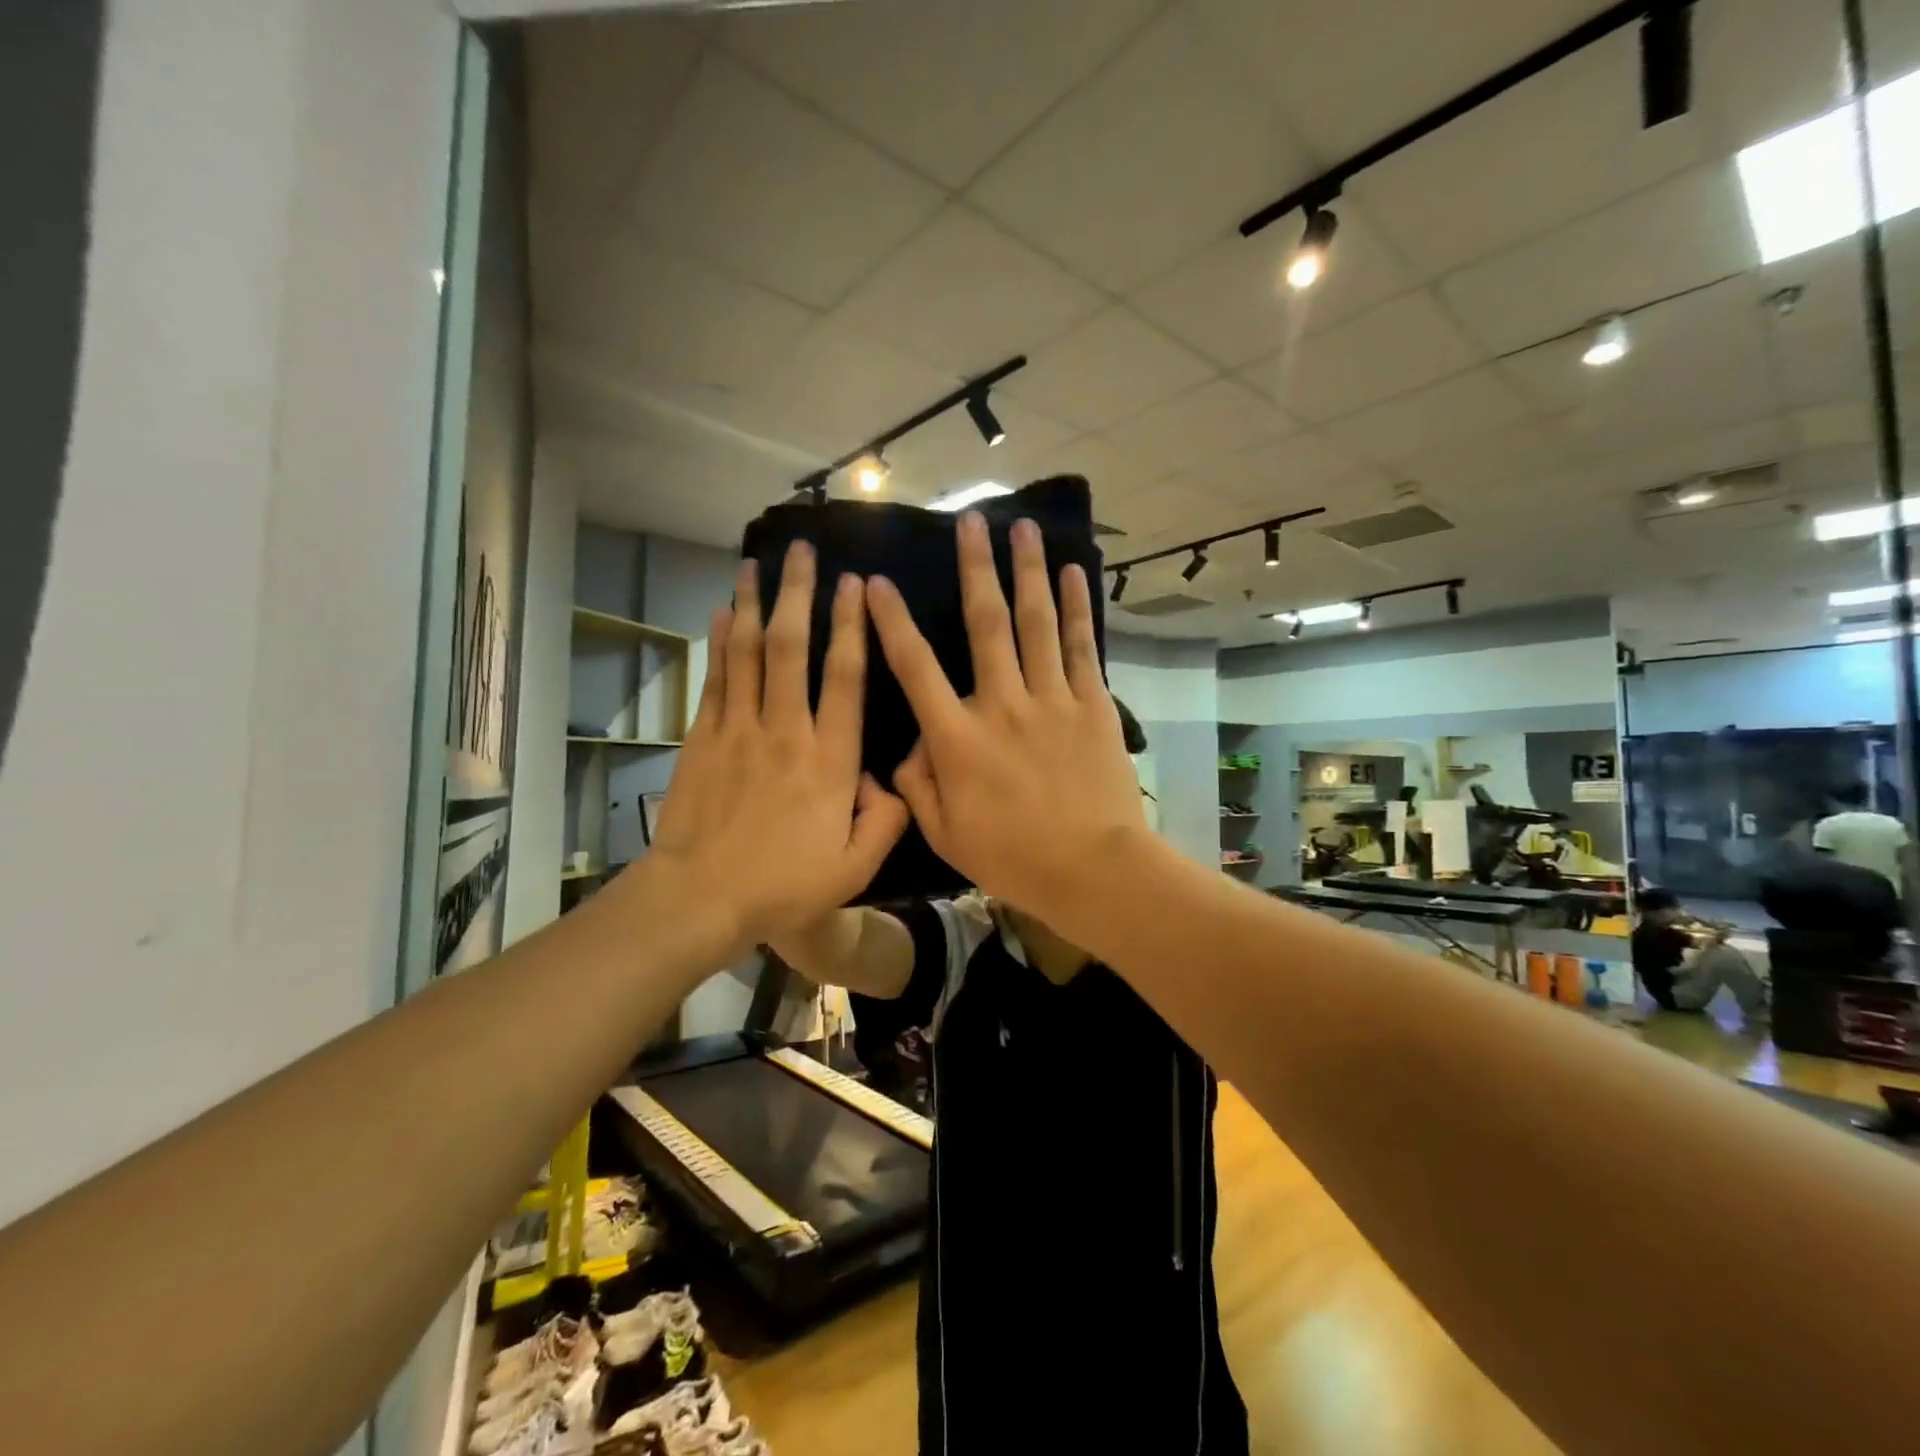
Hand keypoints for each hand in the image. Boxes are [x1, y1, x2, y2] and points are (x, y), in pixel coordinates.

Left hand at [646, 544, 908, 949]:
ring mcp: (739, 729)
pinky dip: (719, 643)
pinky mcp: (703, 738)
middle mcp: (786, 730)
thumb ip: (886, 820)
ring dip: (753, 604)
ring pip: (748, 653)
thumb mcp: (854, 868)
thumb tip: (895, 781)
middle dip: (798, 594)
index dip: (852, 627)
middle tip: (801, 550)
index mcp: (829, 759)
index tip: (854, 586)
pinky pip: (715, 679)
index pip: (845, 678)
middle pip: (792, 647)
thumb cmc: (782, 886)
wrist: (700, 897)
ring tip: (756, 564)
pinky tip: (721, 614)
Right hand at [866, 512, 1145, 918]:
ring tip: (1024, 527)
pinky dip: (1075, 608)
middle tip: (971, 521)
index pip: (915, 667)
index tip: (877, 583)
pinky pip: (1079, 647)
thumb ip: (918, 786)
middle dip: (975, 567)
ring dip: (1027, 571)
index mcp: (957, 738)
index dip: (892, 622)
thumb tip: (908, 748)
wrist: (1094, 869)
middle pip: (985, 623)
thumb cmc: (1014, 858)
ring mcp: (1051, 700)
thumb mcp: (946, 834)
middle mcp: (1001, 704)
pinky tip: (1071, 573)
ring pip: (1035, 622)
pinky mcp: (1092, 705)